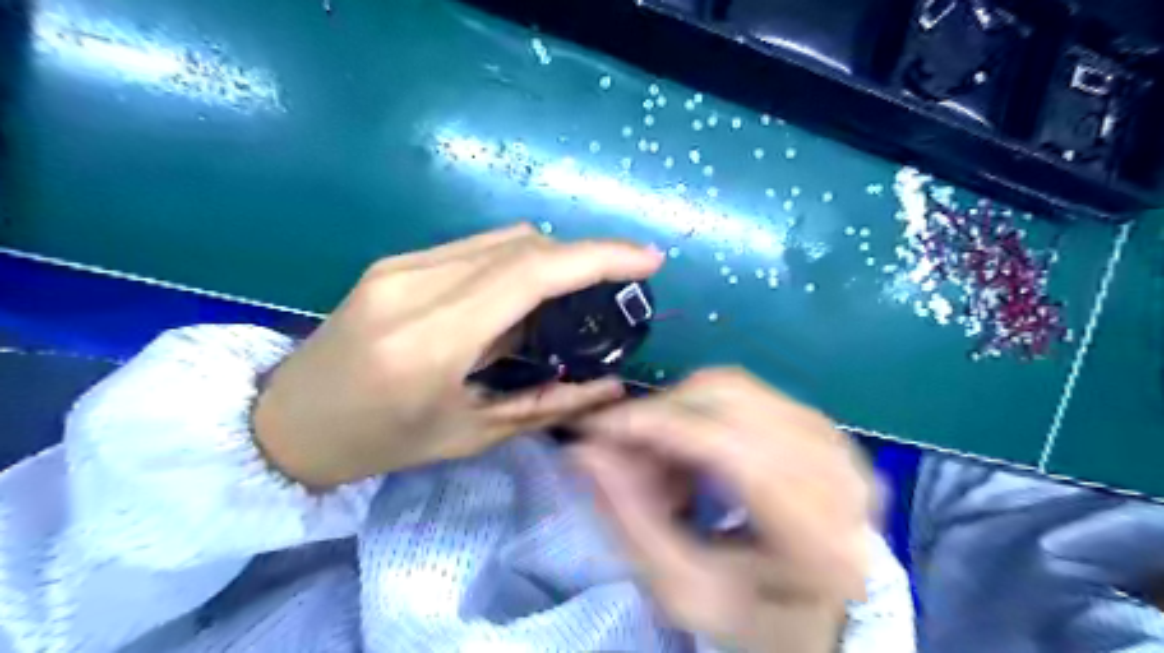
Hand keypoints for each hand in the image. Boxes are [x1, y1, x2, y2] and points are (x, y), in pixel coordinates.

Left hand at [255, 225, 664, 489]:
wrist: (286, 422)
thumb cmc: (380, 443)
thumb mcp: (470, 435)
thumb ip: (549, 405)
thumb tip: (612, 386)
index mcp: (432, 340)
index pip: (531, 273)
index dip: (598, 257)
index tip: (647, 260)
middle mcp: (415, 286)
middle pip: (524, 246)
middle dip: (582, 259)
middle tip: (612, 292)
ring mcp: (400, 266)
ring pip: (503, 240)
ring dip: (549, 262)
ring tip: (566, 303)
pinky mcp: (395, 262)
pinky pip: (476, 248)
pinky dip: (515, 264)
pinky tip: (517, 301)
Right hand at [572, 369, 873, 649]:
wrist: (824, 613)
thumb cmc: (753, 617)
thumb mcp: (683, 590)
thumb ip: (630, 519)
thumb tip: (585, 450)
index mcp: (818, 536)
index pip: (730, 449)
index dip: (656, 426)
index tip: (597, 428)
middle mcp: (839, 473)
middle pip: (728, 402)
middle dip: (660, 417)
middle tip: (623, 452)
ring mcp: (837, 442)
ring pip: (732, 387)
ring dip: (678, 413)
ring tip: (659, 460)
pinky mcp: (824, 426)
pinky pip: (745, 392)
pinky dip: (700, 412)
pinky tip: (691, 453)